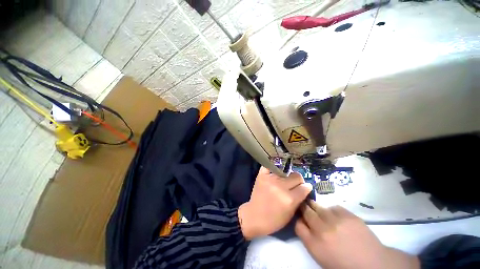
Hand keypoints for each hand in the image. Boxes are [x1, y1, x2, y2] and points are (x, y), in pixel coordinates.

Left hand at [238, 167, 311, 239]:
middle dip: (298, 181)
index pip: (304, 187)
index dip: (306, 188)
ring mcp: (270, 179)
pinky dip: (273, 168)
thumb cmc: (274, 220)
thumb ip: (299, 200)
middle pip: (296, 176)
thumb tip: (306, 188)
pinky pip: (270, 166)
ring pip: (285, 171)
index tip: (304, 189)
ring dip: (286, 177)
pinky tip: (274, 173)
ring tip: (282, 181)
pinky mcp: (262, 175)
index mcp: (289, 199)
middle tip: (293, 185)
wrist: (254, 216)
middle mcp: (281, 186)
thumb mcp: (290, 214)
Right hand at [295, 201, 419, 268]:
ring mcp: (335, 220)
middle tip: (306, 208)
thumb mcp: (321, 257)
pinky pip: (333, 207)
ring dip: (316, 208)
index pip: (297, 224)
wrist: (373, 264)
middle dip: (304, 209)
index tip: (302, 219)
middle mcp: (321, 229)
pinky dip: (332, 211)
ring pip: (317, 206)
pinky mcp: (348, 215)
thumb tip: (304, 223)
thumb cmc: (344, 265)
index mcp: (314, 244)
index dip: (298, 220)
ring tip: (321, 212)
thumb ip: (309, 239)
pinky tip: (337, 217)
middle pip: (305, 211)